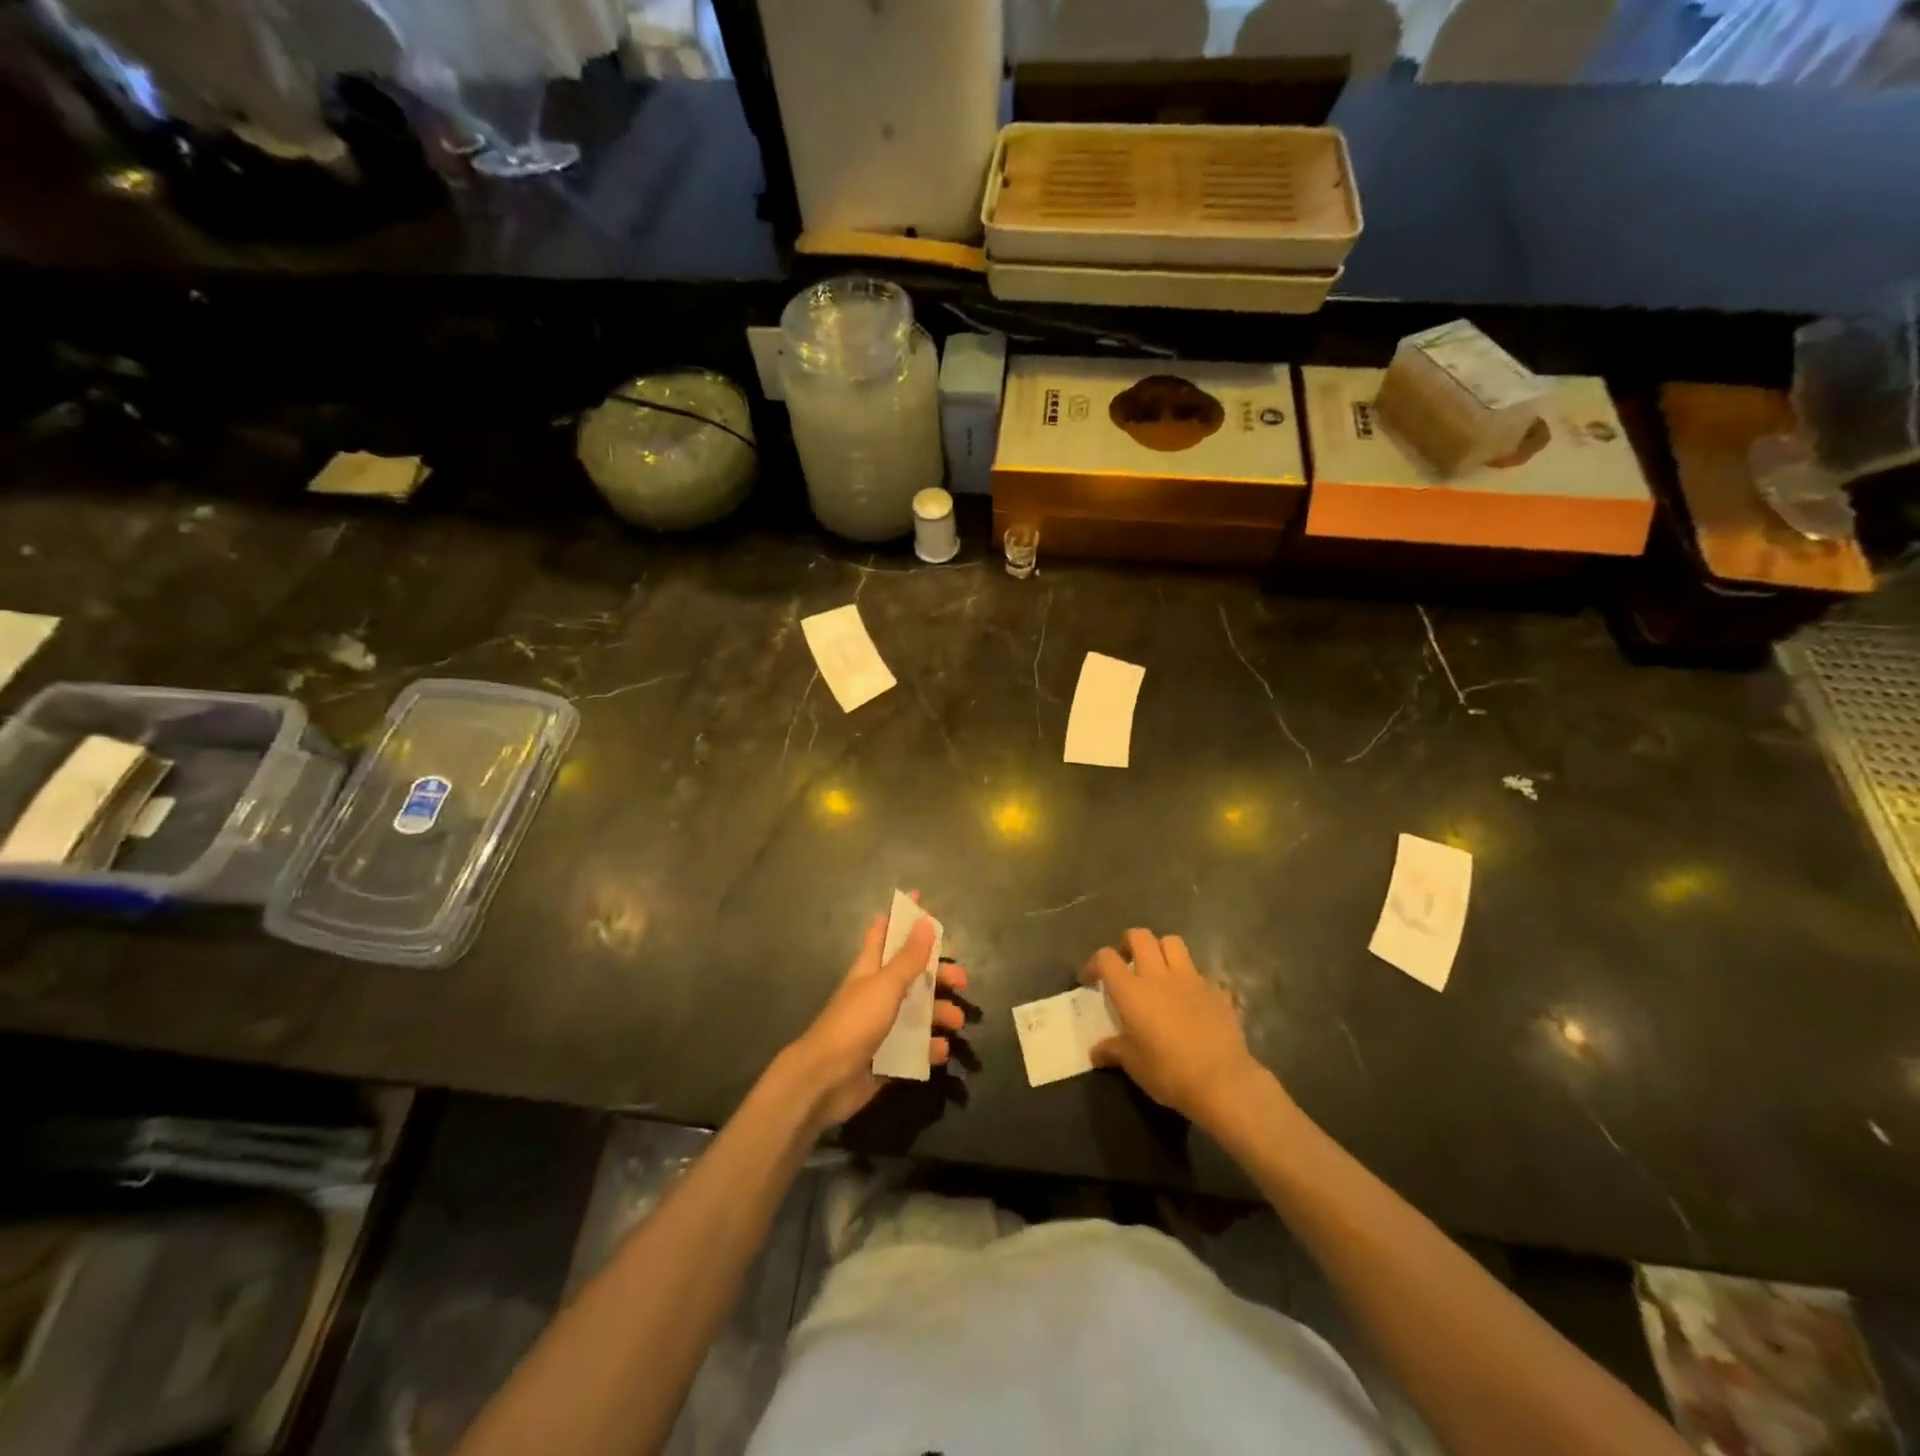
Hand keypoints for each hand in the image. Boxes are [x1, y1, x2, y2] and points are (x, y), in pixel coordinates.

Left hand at [784, 905, 968, 1130]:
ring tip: (958, 1022)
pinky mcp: (885, 1057)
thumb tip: (926, 921)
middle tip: (962, 979)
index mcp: (870, 970)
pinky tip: (941, 1050)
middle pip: (911, 975)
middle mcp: (876, 994)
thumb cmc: (854, 1023)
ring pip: (917, 1012)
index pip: (885, 933)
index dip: (901, 916)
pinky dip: (929, 1048)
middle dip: (937, 974)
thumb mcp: (886, 986)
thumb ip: (908, 958)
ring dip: (939, 1014)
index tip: (919, 899)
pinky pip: (914, 1048)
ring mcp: (880, 1026)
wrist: (824, 1080)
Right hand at [1081, 928, 1267, 1127]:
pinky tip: (1193, 999)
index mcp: (1132, 990)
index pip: (1106, 958)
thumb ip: (1112, 1051)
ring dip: (1162, 949)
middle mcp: (1159, 975)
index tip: (1090, 979)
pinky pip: (1202, 974)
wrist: (1221, 1081)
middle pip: (1140, 936)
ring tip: (1158, 969)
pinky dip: (1193, 981)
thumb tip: (1095, 1052)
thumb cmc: (1167, 1071)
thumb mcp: (1132, 1064)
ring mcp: (1191, 979)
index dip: (1094, 963)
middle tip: (1126, 961)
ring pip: (1173, 942)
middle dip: (1128, 942)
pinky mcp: (1217, 991)